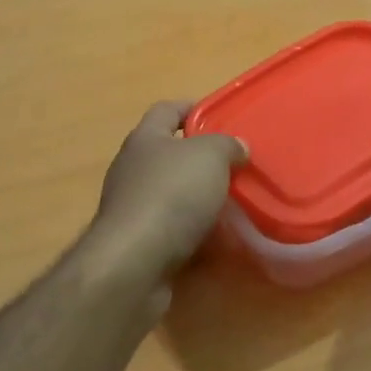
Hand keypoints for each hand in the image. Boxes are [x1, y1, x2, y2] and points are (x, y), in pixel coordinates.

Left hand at [89, 102, 247, 286]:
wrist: (135, 262)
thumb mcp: (210, 156)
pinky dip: (195, 233)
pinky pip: (174, 231)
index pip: (166, 110)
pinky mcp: (139, 243)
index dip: (192, 108)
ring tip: (236, 205)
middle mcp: (133, 169)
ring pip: (174, 196)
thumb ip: (226, 145)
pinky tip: (220, 240)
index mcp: (145, 139)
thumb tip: (237, 147)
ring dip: (201, 200)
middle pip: (170, 155)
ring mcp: (133, 208)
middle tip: (237, 167)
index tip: (220, 116)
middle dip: (202, 160)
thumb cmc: (172, 195)